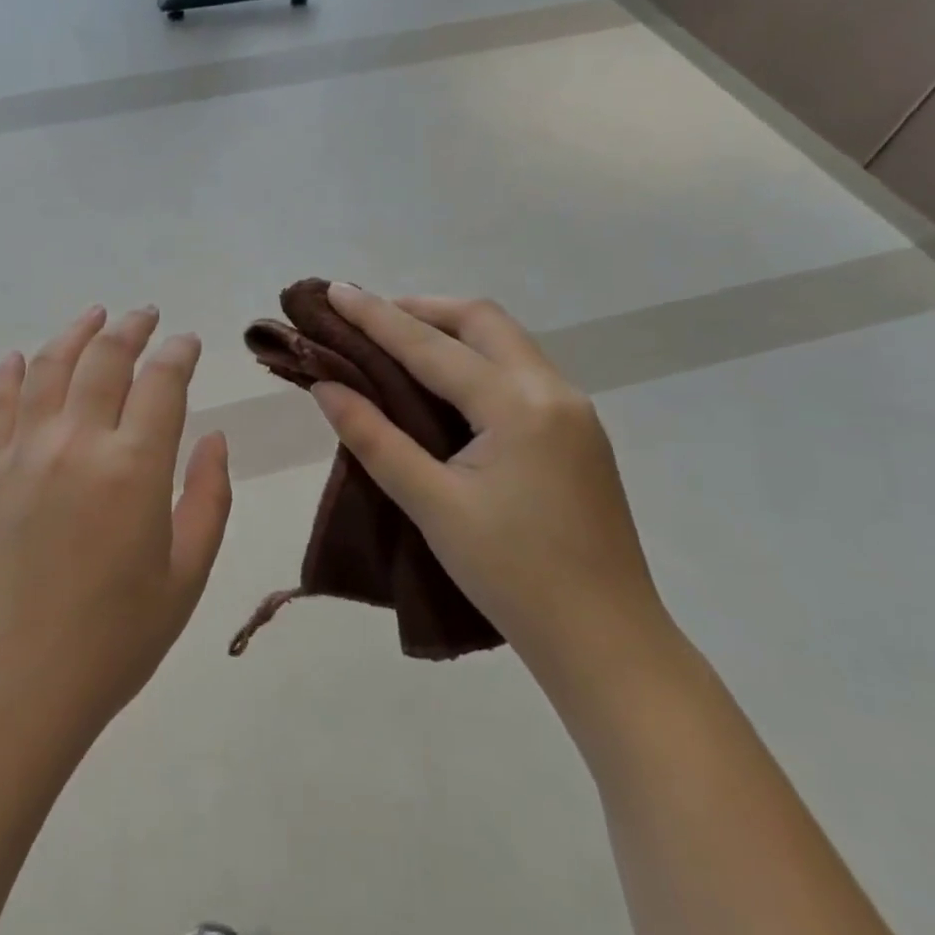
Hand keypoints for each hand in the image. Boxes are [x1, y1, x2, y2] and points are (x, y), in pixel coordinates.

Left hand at [0, 305, 233, 743]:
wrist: (12, 684)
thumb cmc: (113, 640)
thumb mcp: (186, 577)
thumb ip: (208, 498)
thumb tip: (215, 439)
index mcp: (134, 467)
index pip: (162, 381)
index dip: (179, 352)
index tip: (188, 342)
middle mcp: (78, 441)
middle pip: (105, 357)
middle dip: (131, 327)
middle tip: (146, 315)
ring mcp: (25, 449)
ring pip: (51, 364)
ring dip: (76, 331)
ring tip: (94, 314)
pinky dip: (12, 370)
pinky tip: (22, 357)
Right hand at [309, 283, 666, 687]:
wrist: (608, 644)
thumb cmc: (513, 576)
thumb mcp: (432, 505)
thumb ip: (374, 438)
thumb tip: (326, 386)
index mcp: (517, 406)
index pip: (430, 346)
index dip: (375, 316)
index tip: (333, 290)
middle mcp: (553, 391)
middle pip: (481, 320)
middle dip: (421, 310)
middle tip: (368, 318)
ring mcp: (573, 411)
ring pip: (504, 342)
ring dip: (450, 331)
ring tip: (397, 343)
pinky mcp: (578, 434)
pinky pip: (518, 371)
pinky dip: (474, 360)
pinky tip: (444, 385)